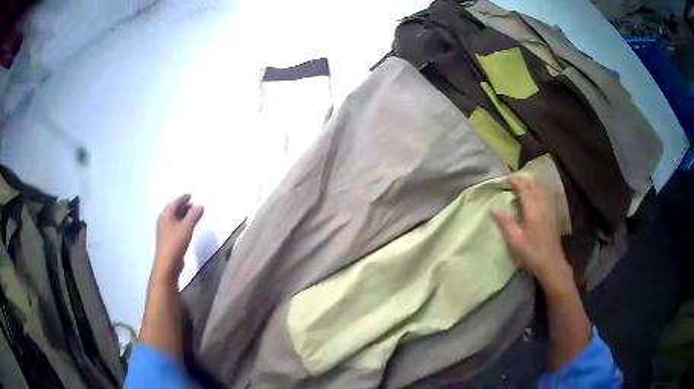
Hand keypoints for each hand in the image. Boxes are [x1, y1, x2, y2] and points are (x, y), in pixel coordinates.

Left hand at [152, 194, 203, 282]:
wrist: (167, 264)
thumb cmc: (176, 243)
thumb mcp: (187, 227)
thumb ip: (194, 215)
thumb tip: (201, 205)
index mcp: (166, 215)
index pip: (175, 202)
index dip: (183, 198)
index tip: (190, 195)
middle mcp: (163, 221)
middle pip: (173, 210)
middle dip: (183, 206)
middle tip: (193, 205)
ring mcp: (164, 231)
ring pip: (174, 218)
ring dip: (183, 215)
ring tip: (192, 215)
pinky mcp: (167, 239)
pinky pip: (174, 226)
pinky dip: (181, 223)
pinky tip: (187, 228)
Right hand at [491, 177, 570, 288]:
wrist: (551, 263)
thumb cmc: (532, 253)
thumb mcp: (515, 241)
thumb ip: (505, 223)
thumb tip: (493, 210)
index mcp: (533, 210)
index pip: (524, 189)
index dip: (515, 182)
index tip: (505, 179)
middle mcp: (542, 205)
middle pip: (533, 186)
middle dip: (523, 181)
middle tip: (511, 182)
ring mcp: (549, 209)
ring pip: (540, 189)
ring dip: (531, 184)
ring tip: (521, 186)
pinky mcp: (553, 214)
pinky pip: (546, 195)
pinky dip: (538, 190)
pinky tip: (535, 194)